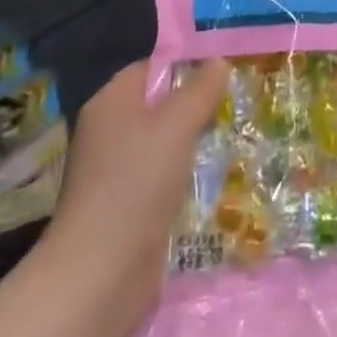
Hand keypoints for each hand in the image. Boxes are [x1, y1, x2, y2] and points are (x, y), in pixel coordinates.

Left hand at [41, 59, 228, 336]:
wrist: (99, 275)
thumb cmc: (136, 184)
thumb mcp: (177, 125)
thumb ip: (200, 90)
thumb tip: (218, 61)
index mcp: (111, 102)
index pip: (151, 68)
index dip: (186, 65)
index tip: (225, 70)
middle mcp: (108, 132)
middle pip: (158, 106)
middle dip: (195, 106)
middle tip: (236, 103)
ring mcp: (114, 173)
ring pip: (163, 145)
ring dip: (193, 145)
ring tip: (234, 138)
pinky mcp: (125, 209)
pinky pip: (161, 179)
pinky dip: (184, 178)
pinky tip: (215, 181)